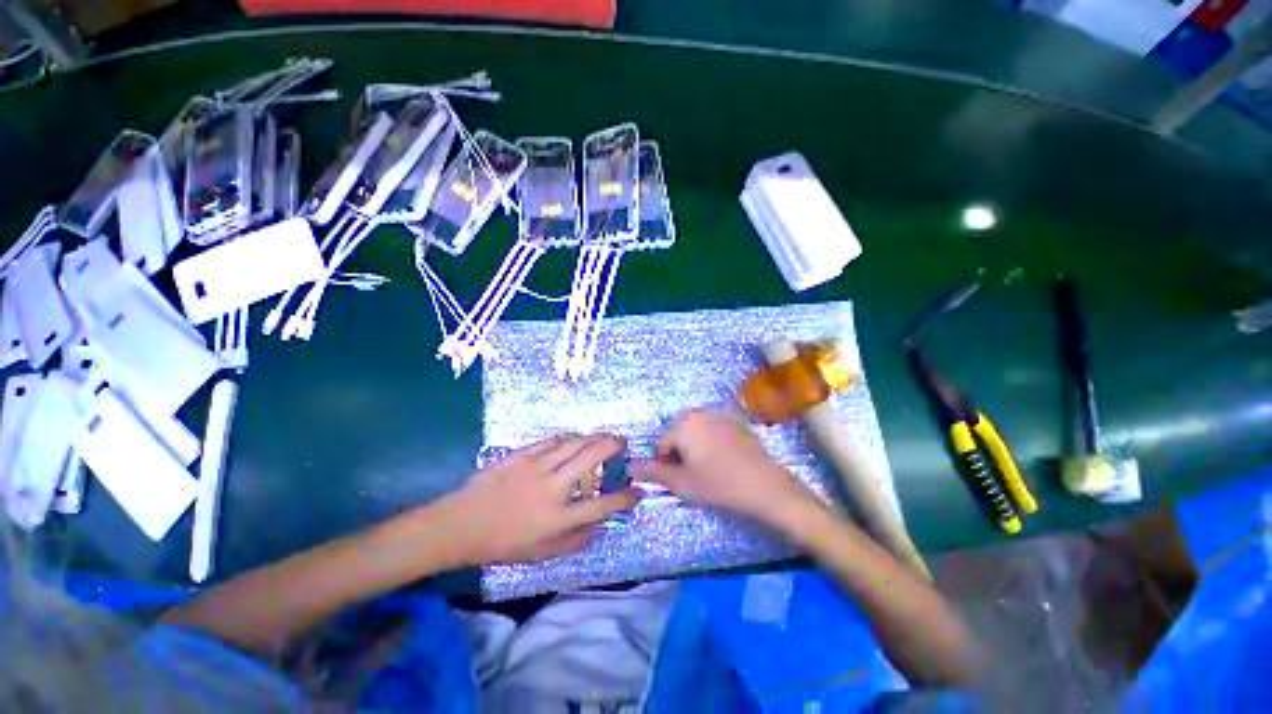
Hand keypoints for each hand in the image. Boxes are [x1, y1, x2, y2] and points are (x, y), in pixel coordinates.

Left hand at [439, 434, 639, 565]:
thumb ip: (577, 540)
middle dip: (614, 446)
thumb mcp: (543, 554)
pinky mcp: (523, 454)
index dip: (625, 498)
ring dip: (595, 437)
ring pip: (575, 443)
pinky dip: (570, 438)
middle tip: (623, 444)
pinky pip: (553, 440)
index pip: (603, 506)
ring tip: (604, 437)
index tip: (637, 491)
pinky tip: (575, 439)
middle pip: (592, 458)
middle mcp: (553, 488)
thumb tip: (602, 525)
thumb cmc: (504, 543)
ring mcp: (537, 467)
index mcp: (559, 518)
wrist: (462, 524)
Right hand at [633, 410, 817, 526]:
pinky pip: (712, 430)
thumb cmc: (719, 485)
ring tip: (709, 469)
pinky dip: (711, 442)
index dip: (666, 465)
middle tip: (694, 475)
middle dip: (680, 453)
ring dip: (695, 448)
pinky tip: (724, 461)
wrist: (766, 486)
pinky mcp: (735, 421)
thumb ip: (653, 472)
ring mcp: (719, 414)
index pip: (661, 444)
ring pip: (695, 432)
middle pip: (678, 434)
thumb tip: (629, 466)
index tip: (680, 480)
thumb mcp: (682, 483)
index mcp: (683, 424)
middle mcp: (699, 412)